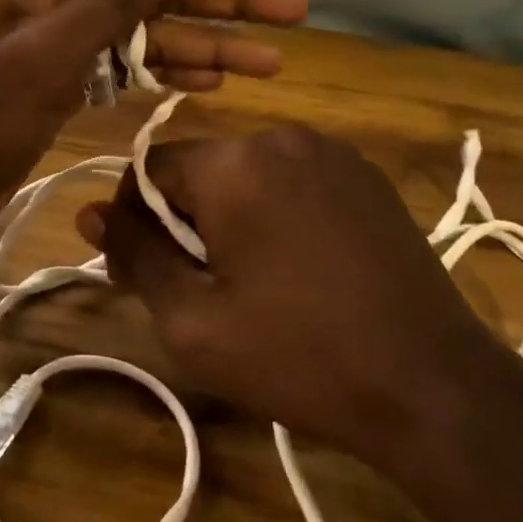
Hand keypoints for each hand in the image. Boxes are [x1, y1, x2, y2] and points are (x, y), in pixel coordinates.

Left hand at [0, 0, 307, 254]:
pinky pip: (125, 67)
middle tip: (289, 9)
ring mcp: (61, 43)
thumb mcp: (44, 54)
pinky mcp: (64, 85)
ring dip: (204, 44)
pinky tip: (213, 81)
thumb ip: (106, 2)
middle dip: (216, 0)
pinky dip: (166, 72)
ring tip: (271, 60)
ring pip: (144, 32)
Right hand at [77, 125, 522, 491]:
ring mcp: (331, 151)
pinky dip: (276, 211)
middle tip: (197, 288)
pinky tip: (299, 267)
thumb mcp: (193, 322)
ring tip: (249, 281)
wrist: (433, 385)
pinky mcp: (366, 175)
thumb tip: (89, 213)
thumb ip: (135, 256)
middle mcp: (281, 136)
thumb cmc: (299, 357)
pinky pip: (293, 179)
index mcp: (233, 163)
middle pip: (200, 169)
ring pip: (246, 173)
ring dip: (230, 215)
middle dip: (184, 220)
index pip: (150, 169)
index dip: (134, 220)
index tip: (142, 271)